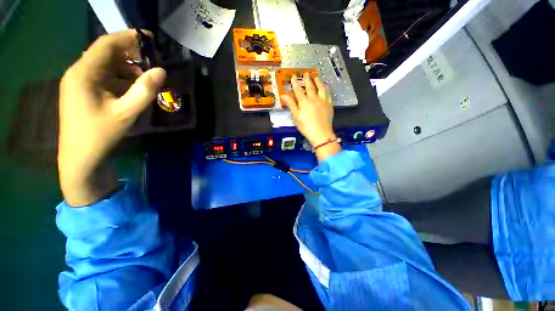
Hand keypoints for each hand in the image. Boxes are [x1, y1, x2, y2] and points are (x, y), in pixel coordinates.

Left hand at [58, 30, 165, 205]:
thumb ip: (143, 92)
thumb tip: (162, 71)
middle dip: (128, 53)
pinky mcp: (76, 92)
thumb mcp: (122, 117)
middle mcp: (76, 72)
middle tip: (147, 61)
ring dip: (121, 65)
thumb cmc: (96, 141)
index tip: (150, 42)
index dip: (130, 37)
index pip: (108, 42)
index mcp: (83, 73)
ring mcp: (74, 82)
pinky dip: (112, 76)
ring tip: (138, 77)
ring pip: (101, 63)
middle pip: (105, 51)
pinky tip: (124, 87)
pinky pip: (96, 75)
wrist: (77, 167)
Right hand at [281, 73, 340, 161]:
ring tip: (316, 77)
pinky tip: (325, 88)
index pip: (298, 90)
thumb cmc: (306, 127)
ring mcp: (323, 101)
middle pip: (310, 87)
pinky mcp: (329, 105)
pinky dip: (326, 89)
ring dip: (318, 82)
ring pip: (321, 88)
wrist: (321, 134)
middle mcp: (314, 99)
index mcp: (304, 102)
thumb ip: (291, 104)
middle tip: (306, 73)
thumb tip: (284, 95)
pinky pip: (328, 95)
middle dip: (307, 79)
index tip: (293, 76)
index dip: (295, 83)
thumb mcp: (296, 116)